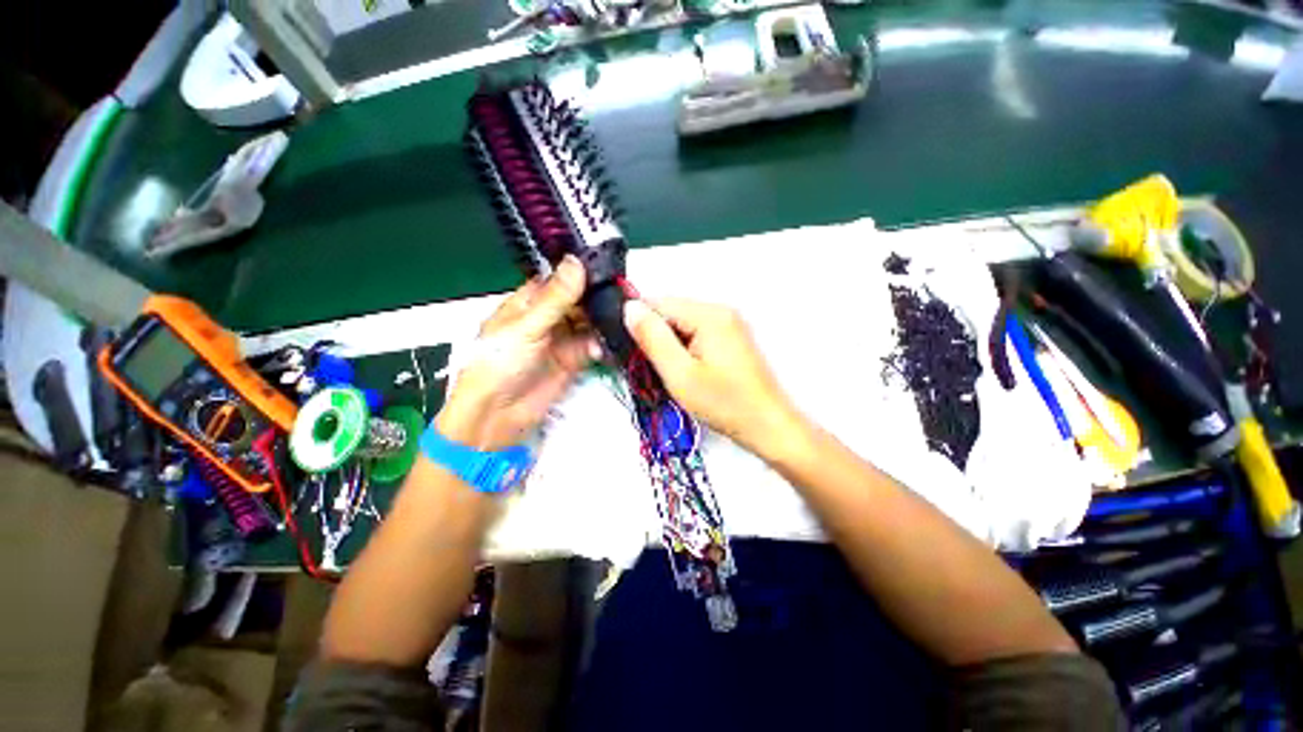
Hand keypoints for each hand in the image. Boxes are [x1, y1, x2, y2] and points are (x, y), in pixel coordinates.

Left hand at [437, 256, 599, 449]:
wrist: (497, 414)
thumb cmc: (499, 362)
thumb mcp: (528, 326)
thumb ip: (556, 298)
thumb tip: (577, 261)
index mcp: (531, 302)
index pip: (561, 280)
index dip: (583, 274)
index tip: (609, 269)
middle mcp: (549, 317)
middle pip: (580, 302)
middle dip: (598, 300)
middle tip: (622, 298)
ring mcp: (563, 339)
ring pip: (589, 324)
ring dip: (602, 324)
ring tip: (617, 323)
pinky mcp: (574, 360)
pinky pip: (593, 347)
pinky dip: (601, 346)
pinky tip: (605, 347)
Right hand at [623, 298, 804, 457]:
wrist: (767, 425)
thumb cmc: (724, 403)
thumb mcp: (679, 374)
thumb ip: (652, 338)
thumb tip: (630, 308)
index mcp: (708, 314)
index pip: (658, 303)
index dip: (639, 326)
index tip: (632, 353)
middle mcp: (721, 311)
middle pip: (671, 313)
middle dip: (656, 337)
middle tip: (654, 370)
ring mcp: (729, 324)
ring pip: (682, 326)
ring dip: (670, 346)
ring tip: (672, 374)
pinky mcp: (731, 339)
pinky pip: (696, 335)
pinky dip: (684, 351)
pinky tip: (688, 373)